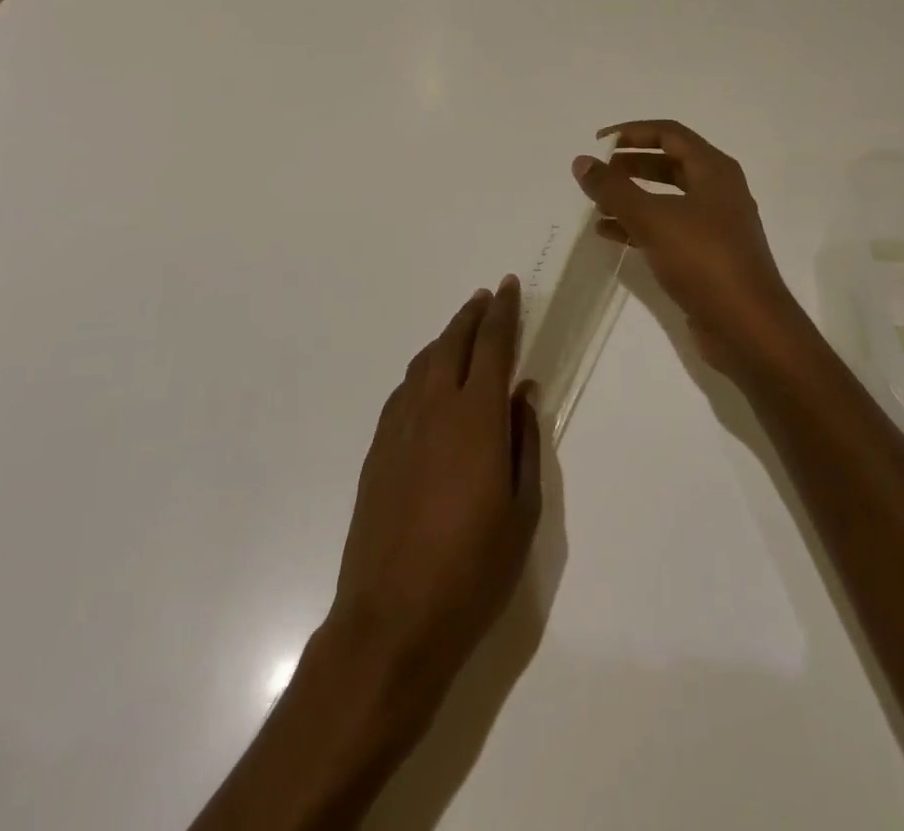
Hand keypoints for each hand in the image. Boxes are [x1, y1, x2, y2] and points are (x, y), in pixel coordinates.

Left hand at [326, 276, 542, 718]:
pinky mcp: (377, 449)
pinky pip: (404, 390)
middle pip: (454, 342)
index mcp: (477, 418)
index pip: (493, 345)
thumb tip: (525, 393)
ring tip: (462, 330)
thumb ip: (525, 442)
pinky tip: (430, 380)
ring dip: (446, 338)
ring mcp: (399, 426)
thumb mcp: (522, 511)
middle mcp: (435, 407)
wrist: (391, 618)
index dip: (504, 312)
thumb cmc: (472, 569)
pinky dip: (423, 370)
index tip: (511, 285)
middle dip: (473, 314)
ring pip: (425, 362)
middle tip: (488, 296)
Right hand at [573, 119, 808, 378]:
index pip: (669, 134)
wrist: (748, 328)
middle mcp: (718, 191)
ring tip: (595, 205)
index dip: (631, 132)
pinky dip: (638, 226)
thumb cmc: (704, 261)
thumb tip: (582, 161)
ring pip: (666, 199)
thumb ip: (613, 189)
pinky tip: (608, 235)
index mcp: (714, 170)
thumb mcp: (653, 219)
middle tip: (596, 174)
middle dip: (630, 165)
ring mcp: (714, 225)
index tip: (597, 143)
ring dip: (631, 197)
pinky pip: (667, 229)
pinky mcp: (707, 256)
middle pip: (668, 164)